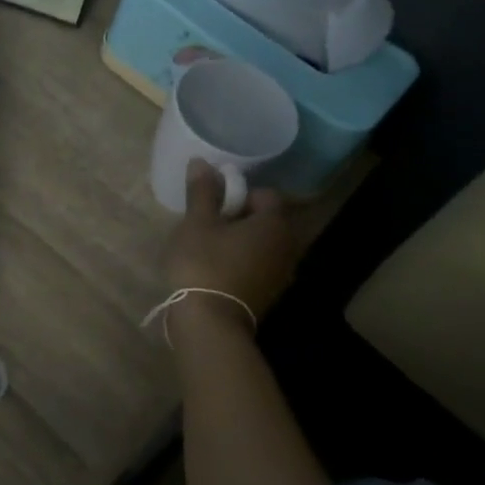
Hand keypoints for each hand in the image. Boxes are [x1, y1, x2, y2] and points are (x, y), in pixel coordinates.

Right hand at [162, 160, 315, 325]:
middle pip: (266, 220)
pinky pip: (258, 266)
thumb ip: (202, 191)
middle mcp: (287, 247)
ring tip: (210, 247)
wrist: (209, 323)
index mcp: (274, 224)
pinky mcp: (269, 295)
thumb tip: (202, 161)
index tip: (214, 204)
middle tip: (208, 224)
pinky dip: (242, 262)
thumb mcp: (197, 223)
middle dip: (239, 217)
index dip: (238, 193)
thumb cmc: (204, 264)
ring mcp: (281, 274)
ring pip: (262, 245)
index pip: (265, 194)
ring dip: (241, 241)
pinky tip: (217, 270)